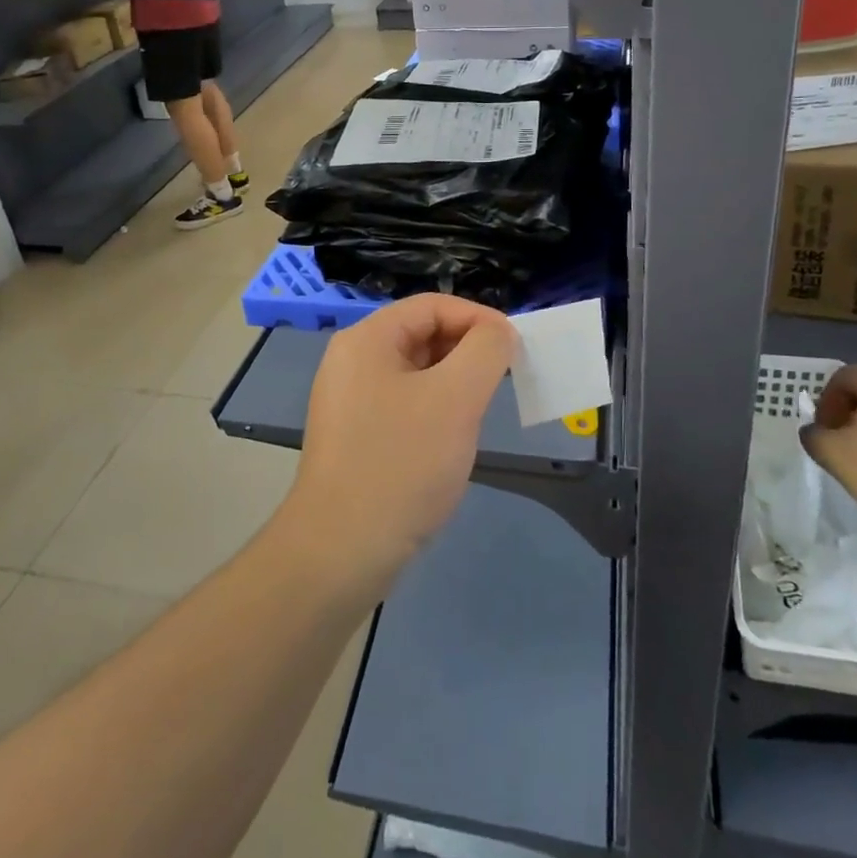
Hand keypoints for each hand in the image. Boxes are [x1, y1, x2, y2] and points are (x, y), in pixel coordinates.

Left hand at [284, 295, 516, 598]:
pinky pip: (405, 403)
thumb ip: (486, 351)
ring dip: (455, 382)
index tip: (515, 348)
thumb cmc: (401, 464)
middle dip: (468, 350)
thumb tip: (499, 332)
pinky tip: (452, 438)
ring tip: (481, 410)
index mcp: (367, 339)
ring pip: (416, 371)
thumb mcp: (456, 398)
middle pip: (422, 334)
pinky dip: (435, 409)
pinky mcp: (356, 435)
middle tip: (504, 380)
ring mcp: (350, 400)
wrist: (340, 552)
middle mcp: (352, 361)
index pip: (432, 305)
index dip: (479, 318)